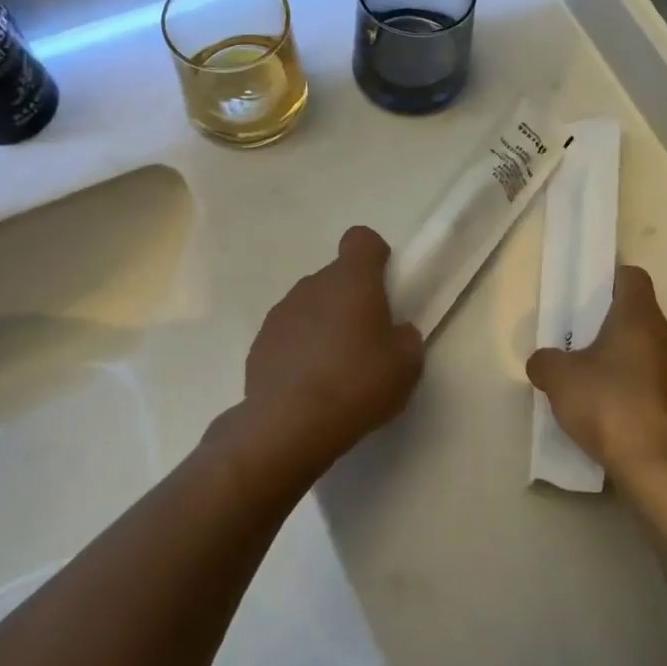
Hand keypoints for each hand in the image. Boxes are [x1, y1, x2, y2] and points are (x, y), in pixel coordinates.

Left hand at [239, 226, 424, 474]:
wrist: (290, 426)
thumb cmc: (357, 384)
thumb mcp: (406, 364)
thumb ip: (405, 338)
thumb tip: (394, 334)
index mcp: (352, 280)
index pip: (361, 240)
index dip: (374, 256)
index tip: (383, 285)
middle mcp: (312, 285)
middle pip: (336, 277)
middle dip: (351, 299)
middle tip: (367, 340)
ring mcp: (281, 313)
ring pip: (311, 306)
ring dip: (324, 324)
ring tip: (335, 369)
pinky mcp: (260, 343)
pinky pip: (289, 335)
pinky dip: (300, 350)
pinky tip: (308, 385)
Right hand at [526, 265, 666, 485]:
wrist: (664, 470)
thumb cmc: (610, 406)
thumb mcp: (559, 380)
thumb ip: (546, 362)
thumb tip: (544, 361)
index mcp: (641, 318)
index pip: (632, 278)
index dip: (611, 282)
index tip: (590, 300)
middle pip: (643, 321)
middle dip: (615, 333)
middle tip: (585, 352)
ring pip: (656, 358)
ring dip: (633, 369)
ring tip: (603, 394)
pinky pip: (665, 394)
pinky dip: (646, 401)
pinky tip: (624, 424)